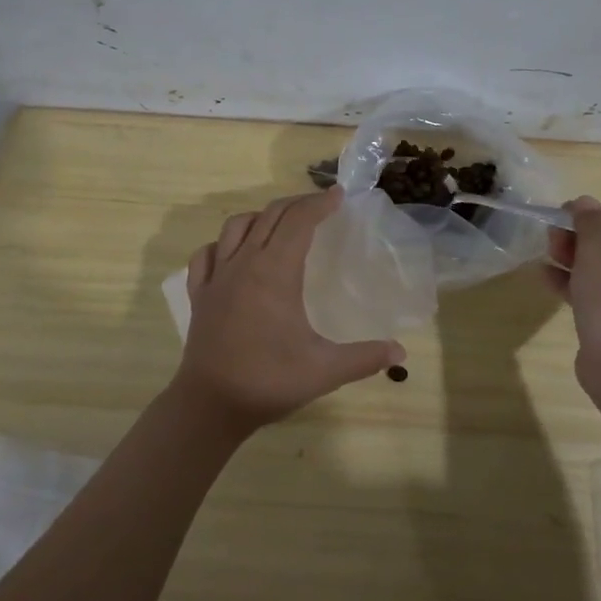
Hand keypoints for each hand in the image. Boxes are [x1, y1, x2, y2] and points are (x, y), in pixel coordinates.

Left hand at [173, 188, 405, 436]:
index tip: (338, 196)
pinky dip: (222, 244)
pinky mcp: (200, 295)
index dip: (319, 204)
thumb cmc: (268, 381)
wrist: (209, 405)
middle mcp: (244, 264)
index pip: (299, 221)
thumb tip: (400, 352)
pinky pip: (207, 255)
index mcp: (275, 272)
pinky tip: (232, 253)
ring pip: (236, 227)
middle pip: (270, 216)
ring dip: (261, 217)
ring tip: (280, 223)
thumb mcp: (324, 370)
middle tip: (319, 206)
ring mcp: (217, 277)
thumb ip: (365, 358)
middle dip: (297, 204)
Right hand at [545, 197, 600, 395]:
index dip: (598, 216)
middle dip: (582, 239)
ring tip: (546, 251)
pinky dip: (576, 285)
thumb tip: (585, 201)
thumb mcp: (599, 254)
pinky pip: (600, 297)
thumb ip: (590, 223)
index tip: (566, 214)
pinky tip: (546, 277)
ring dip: (575, 260)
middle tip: (552, 234)